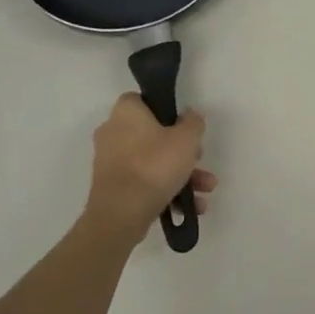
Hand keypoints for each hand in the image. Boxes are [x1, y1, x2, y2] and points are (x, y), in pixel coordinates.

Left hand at [82, 94, 215, 242]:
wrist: (122, 213)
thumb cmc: (155, 165)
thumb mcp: (187, 139)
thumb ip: (193, 122)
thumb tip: (190, 116)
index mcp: (125, 113)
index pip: (142, 99)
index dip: (165, 109)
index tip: (183, 124)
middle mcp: (112, 133)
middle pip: (152, 134)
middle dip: (181, 151)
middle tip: (199, 159)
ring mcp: (110, 162)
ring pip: (152, 161)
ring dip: (181, 174)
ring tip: (204, 190)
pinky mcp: (112, 188)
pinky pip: (144, 182)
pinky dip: (166, 190)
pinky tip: (190, 206)